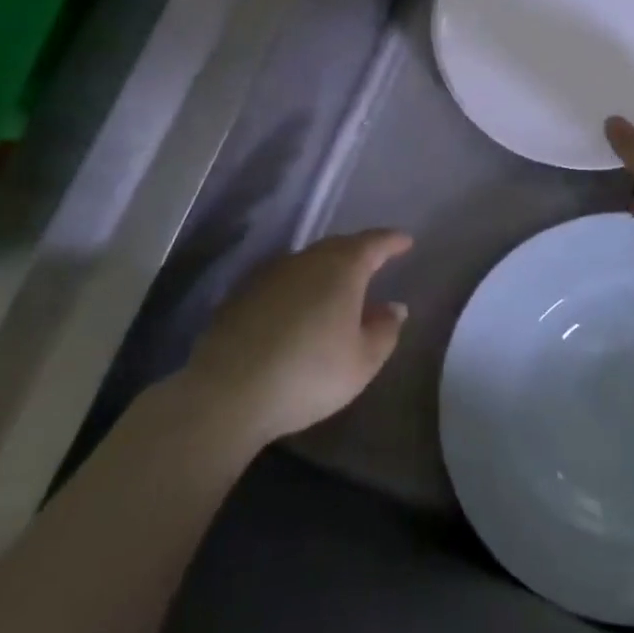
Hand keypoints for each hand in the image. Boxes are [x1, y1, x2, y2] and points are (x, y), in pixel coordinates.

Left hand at [186, 230, 412, 445]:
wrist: (228, 391)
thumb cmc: (309, 373)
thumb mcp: (362, 362)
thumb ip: (384, 331)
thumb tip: (394, 307)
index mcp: (342, 268)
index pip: (374, 243)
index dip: (392, 241)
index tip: (406, 241)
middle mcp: (307, 260)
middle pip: (339, 247)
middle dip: (359, 252)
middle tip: (375, 263)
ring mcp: (271, 274)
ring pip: (309, 262)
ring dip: (328, 271)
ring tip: (340, 291)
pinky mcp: (244, 294)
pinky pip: (285, 281)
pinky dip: (301, 288)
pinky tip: (301, 311)